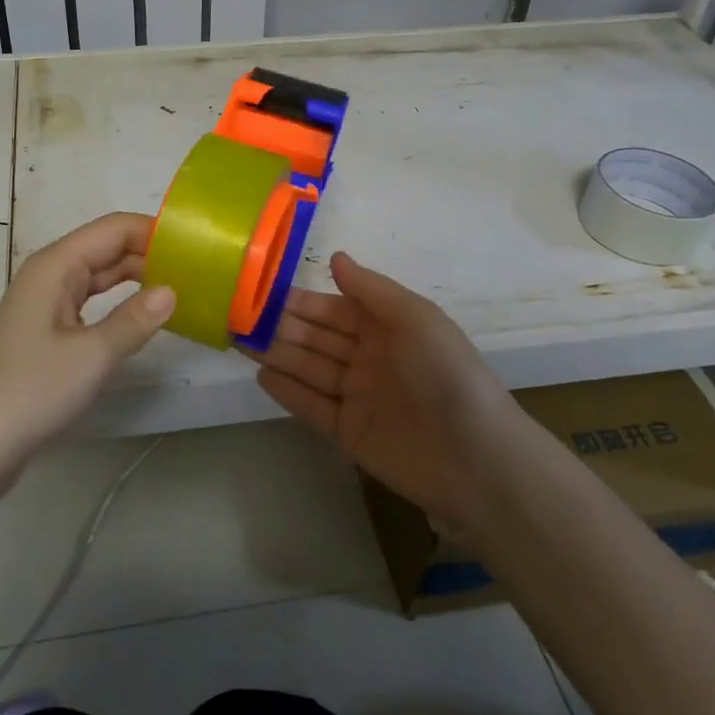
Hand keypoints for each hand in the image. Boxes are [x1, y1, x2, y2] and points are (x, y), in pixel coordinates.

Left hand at [0, 213, 174, 481]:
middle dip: (150, 255)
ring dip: (137, 281)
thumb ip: (134, 320)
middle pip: (106, 249)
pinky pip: (90, 306)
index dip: (154, 231)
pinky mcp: (46, 336)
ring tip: (183, 290)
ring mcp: (46, 306)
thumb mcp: (91, 355)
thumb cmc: (29, 391)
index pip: (114, 229)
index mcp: (56, 266)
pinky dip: (119, 307)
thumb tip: (172, 290)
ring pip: (99, 279)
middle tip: (199, 271)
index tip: (197, 246)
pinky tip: (144, 322)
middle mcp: (50, 276)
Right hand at [252, 252, 515, 526]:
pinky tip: (261, 376)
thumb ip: (371, 289)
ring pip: (309, 368)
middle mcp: (367, 357)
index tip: (259, 291)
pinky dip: (288, 391)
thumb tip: (335, 256)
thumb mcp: (415, 318)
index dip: (298, 301)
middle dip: (280, 326)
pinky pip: (311, 406)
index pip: (332, 309)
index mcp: (385, 327)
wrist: (476, 458)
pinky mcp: (348, 432)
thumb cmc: (446, 374)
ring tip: (239, 341)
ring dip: (276, 354)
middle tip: (238, 316)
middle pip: (315, 338)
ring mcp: (356, 396)